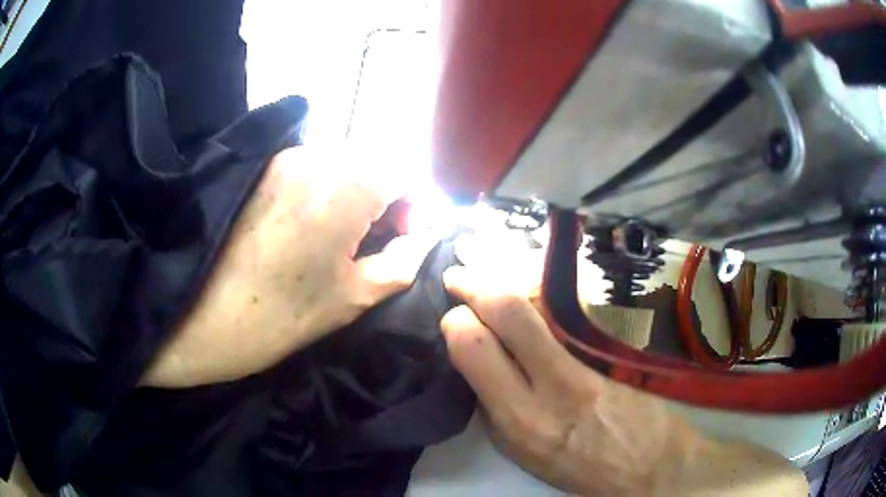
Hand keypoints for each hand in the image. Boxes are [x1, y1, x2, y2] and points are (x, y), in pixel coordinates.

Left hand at [141, 146, 434, 387]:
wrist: (199, 317)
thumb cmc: (280, 315)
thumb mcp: (354, 296)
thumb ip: (402, 260)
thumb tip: (425, 237)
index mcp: (345, 185)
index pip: (404, 171)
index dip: (416, 204)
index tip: (407, 238)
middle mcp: (315, 156)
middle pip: (373, 163)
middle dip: (387, 197)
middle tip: (376, 241)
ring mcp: (282, 159)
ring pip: (341, 163)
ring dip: (355, 193)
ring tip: (342, 238)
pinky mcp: (260, 169)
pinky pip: (310, 169)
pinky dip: (324, 190)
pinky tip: (308, 228)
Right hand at [440, 235, 807, 495]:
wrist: (654, 469)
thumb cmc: (585, 471)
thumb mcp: (527, 455)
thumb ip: (499, 411)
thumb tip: (479, 369)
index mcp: (519, 423)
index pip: (473, 349)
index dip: (456, 324)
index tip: (454, 317)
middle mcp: (549, 389)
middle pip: (504, 313)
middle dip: (474, 286)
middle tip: (459, 279)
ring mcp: (587, 366)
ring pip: (534, 305)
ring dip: (503, 283)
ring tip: (487, 278)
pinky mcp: (613, 354)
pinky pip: (563, 313)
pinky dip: (536, 296)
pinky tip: (527, 292)